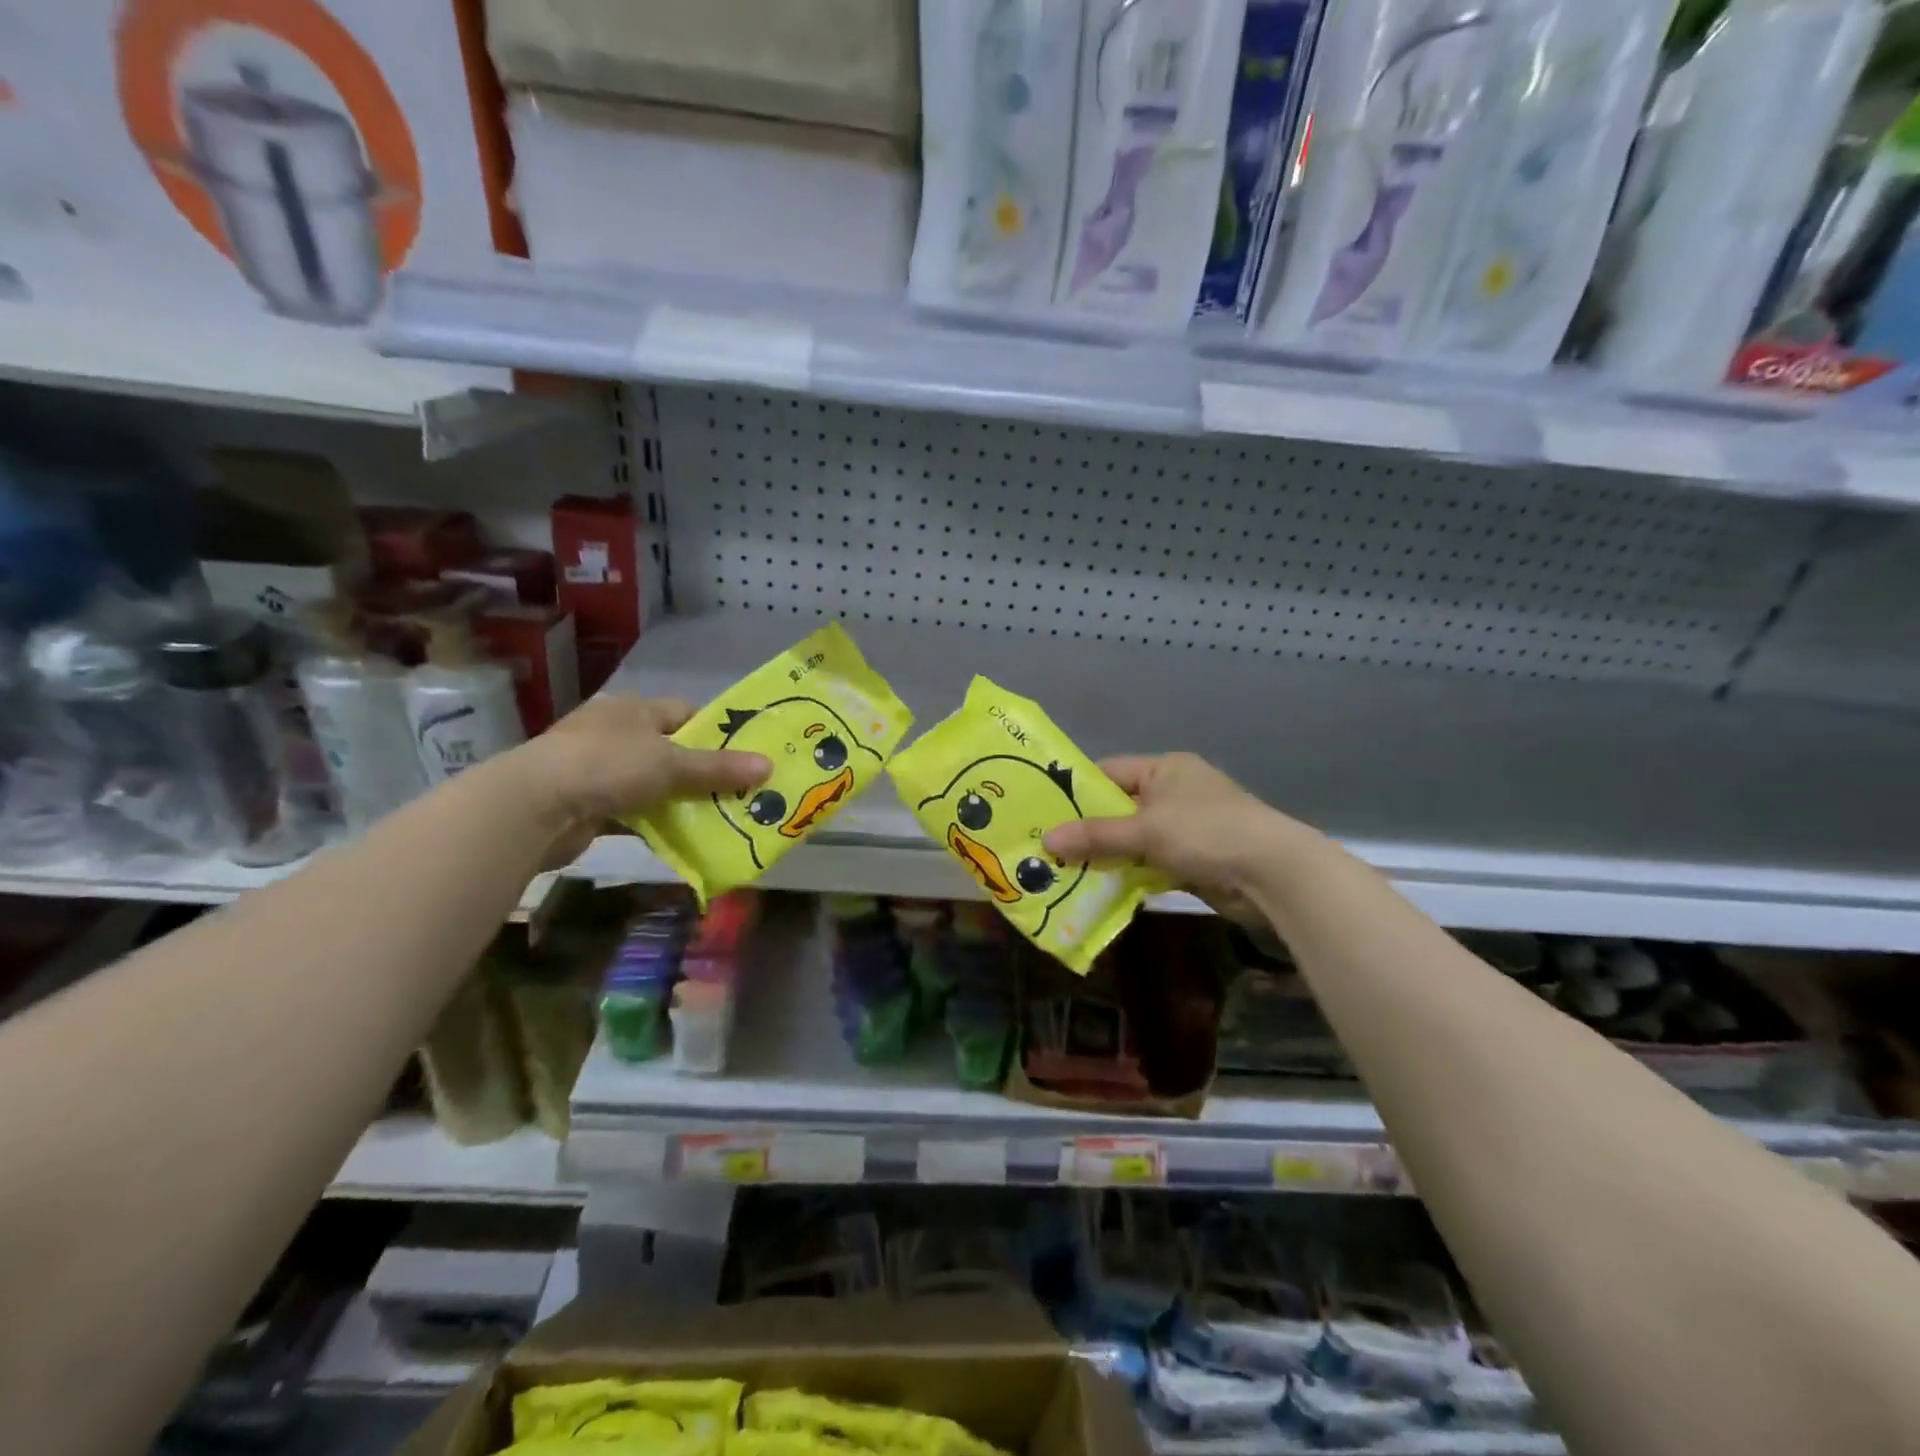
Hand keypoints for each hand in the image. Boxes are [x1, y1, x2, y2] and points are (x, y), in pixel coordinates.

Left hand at [504, 696, 769, 865]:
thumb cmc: (607, 766)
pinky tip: (680, 836)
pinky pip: (633, 811)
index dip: (714, 731)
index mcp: (633, 710)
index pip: (684, 713)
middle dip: (702, 771)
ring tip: (719, 816)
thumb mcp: (671, 764)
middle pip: (670, 749)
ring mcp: (597, 769)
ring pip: (652, 783)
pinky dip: (654, 822)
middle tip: (740, 790)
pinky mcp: (587, 804)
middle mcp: (614, 733)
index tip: (744, 753)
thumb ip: (719, 767)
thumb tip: (769, 767)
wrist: (533, 808)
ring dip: (678, 800)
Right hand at [1042, 753, 1322, 927]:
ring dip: (1106, 856)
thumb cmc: (1206, 833)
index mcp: (1166, 769)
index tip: (1043, 811)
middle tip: (1046, 847)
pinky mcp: (1192, 860)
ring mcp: (1185, 828)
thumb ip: (1096, 835)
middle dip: (1087, 830)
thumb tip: (1046, 839)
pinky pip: (1148, 863)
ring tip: (1062, 870)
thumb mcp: (1146, 830)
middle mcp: (1174, 793)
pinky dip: (1127, 874)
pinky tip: (1097, 887)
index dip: (1077, 791)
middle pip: (1119, 808)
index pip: (1110, 772)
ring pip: (1132, 840)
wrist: (1272, 874)